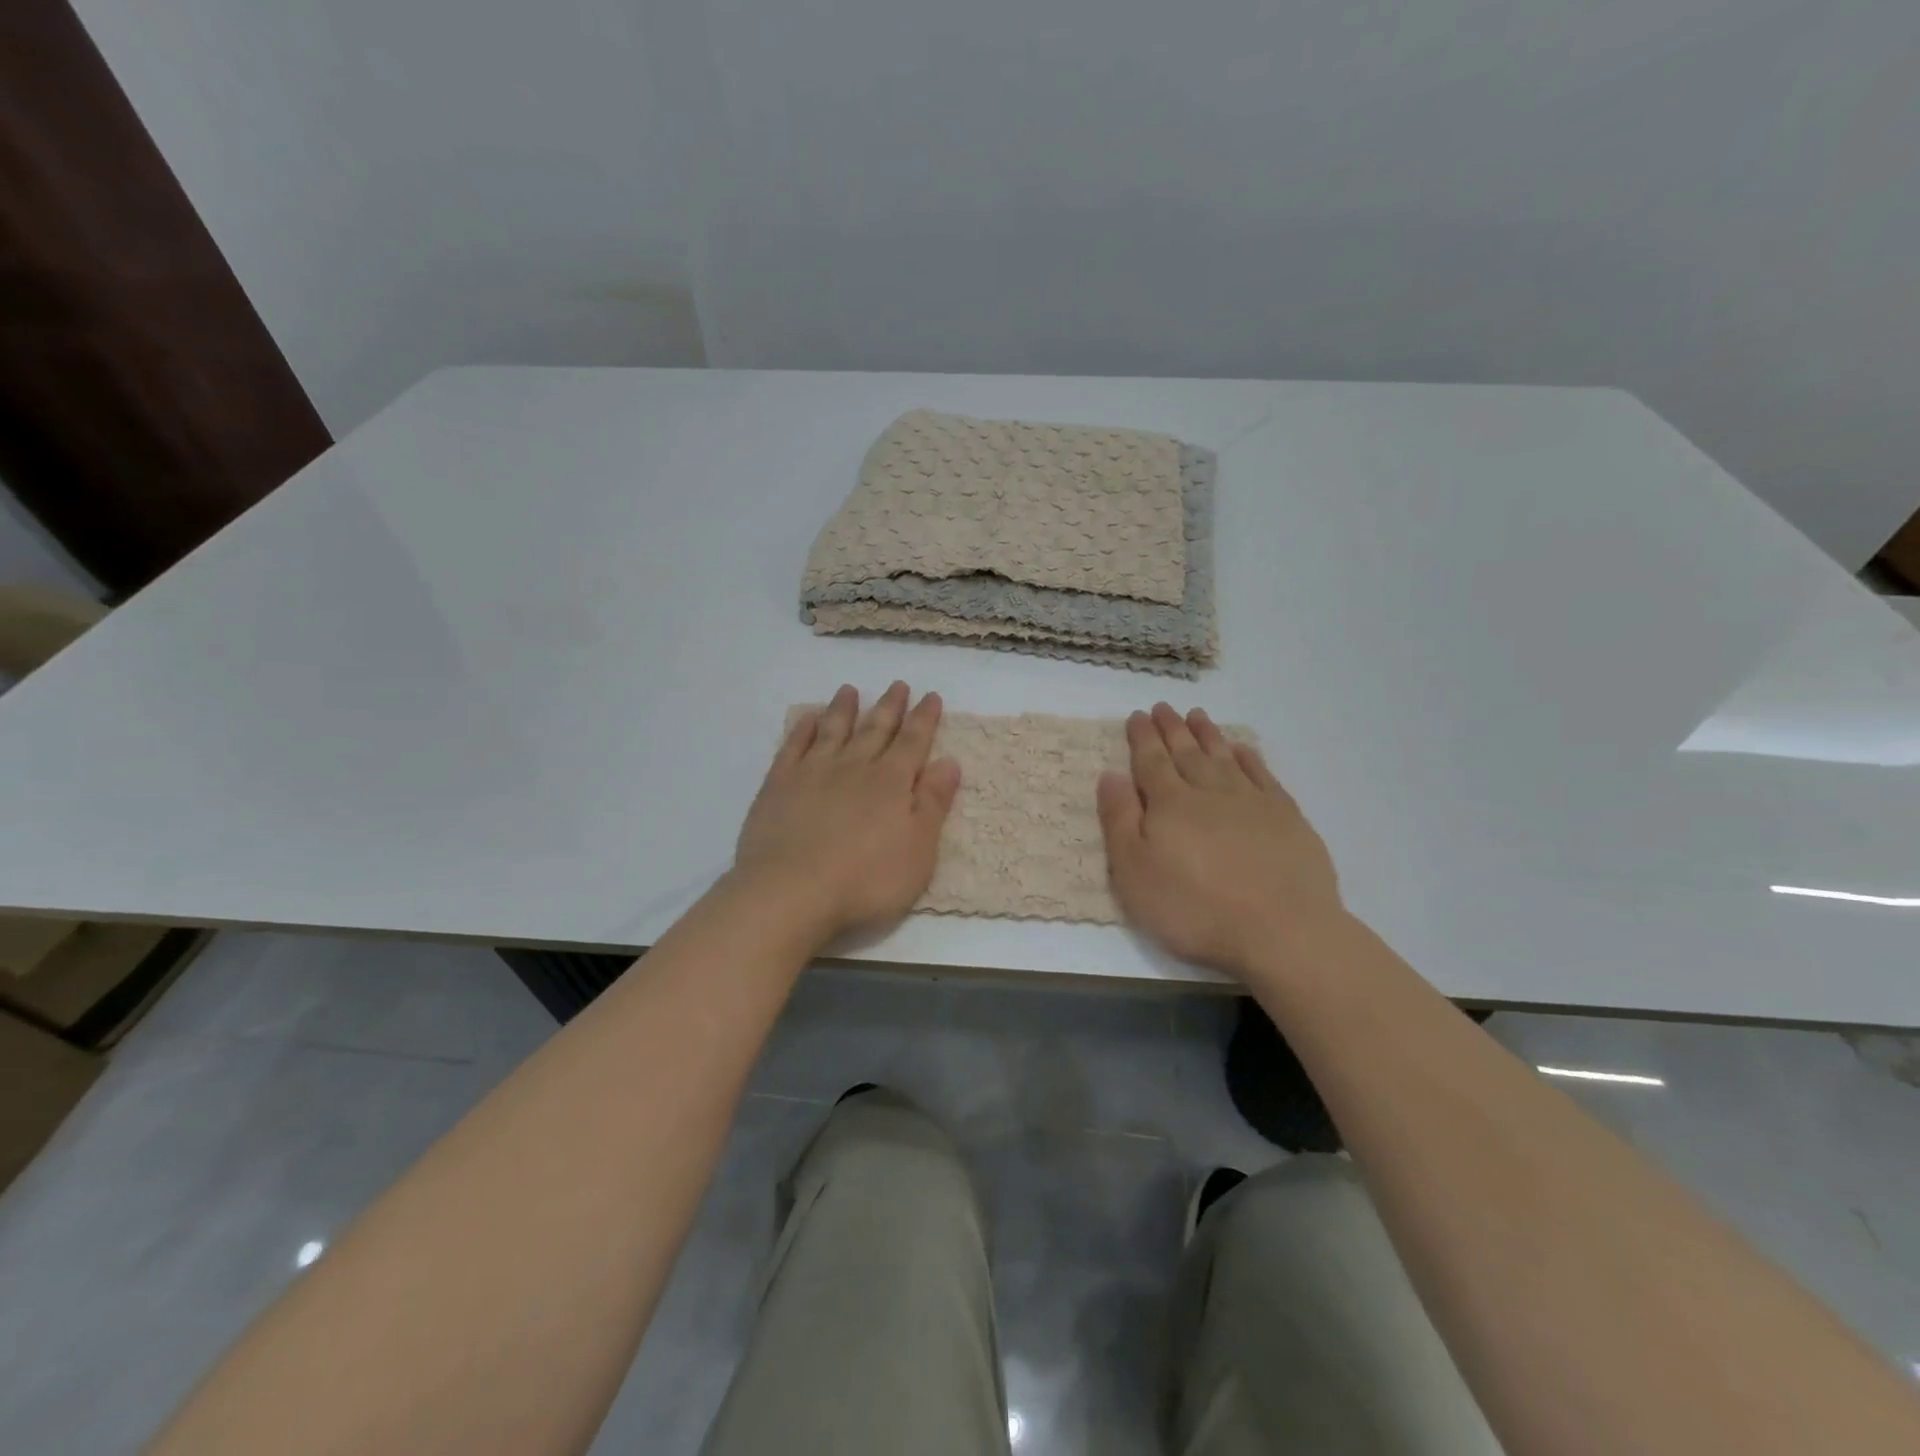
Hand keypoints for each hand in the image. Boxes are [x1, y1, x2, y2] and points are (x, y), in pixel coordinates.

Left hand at [732, 682, 960, 946]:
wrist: (791, 891)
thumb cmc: (866, 880)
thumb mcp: (918, 850)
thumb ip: (933, 803)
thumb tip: (949, 762)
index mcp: (892, 783)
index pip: (913, 742)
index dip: (924, 719)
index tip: (931, 696)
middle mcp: (854, 767)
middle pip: (875, 730)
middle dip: (890, 707)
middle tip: (898, 685)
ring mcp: (813, 773)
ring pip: (833, 731)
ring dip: (844, 709)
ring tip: (850, 690)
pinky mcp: (779, 786)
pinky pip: (793, 747)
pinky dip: (803, 729)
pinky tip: (808, 719)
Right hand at [1096, 703, 1345, 979]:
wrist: (1282, 931)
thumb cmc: (1195, 908)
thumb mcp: (1134, 873)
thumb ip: (1120, 821)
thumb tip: (1110, 775)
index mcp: (1170, 805)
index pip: (1151, 762)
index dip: (1142, 738)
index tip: (1137, 715)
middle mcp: (1209, 792)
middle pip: (1187, 753)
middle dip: (1172, 729)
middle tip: (1164, 707)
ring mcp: (1252, 802)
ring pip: (1224, 757)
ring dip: (1208, 734)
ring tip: (1198, 715)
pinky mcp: (1286, 817)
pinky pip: (1262, 775)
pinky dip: (1249, 758)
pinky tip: (1242, 749)